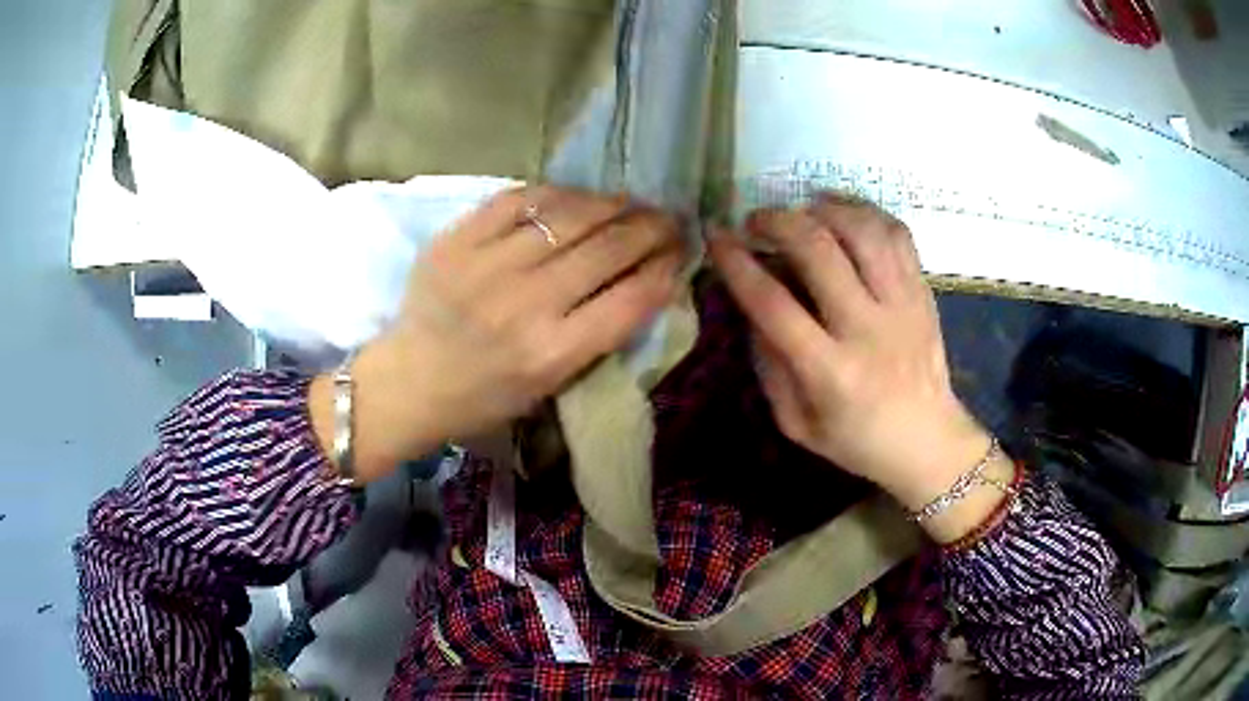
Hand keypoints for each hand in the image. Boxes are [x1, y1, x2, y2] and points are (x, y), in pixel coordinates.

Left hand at [312, 186, 683, 482]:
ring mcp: (487, 266)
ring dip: (612, 204)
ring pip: (569, 214)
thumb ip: (596, 336)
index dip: (667, 268)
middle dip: (652, 228)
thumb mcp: (550, 386)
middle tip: (669, 218)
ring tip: (630, 202)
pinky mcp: (457, 239)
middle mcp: (525, 304)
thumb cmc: (483, 398)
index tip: (682, 252)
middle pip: (608, 248)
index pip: (632, 298)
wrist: (408, 383)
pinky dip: (556, 194)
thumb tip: (642, 280)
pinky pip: (519, 199)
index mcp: (552, 354)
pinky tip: (575, 197)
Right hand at [709, 194, 1011, 541]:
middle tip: (756, 221)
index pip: (774, 304)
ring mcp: (902, 305)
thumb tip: (751, 306)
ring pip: (862, 231)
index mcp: (830, 372)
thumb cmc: (856, 439)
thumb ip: (769, 366)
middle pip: (819, 251)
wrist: (927, 440)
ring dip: (822, 209)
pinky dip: (865, 212)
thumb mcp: (796, 423)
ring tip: (801, 212)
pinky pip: (897, 234)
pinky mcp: (923, 292)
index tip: (717, 237)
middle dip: (777, 222)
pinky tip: (843, 213)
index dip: (738, 264)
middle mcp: (868, 330)